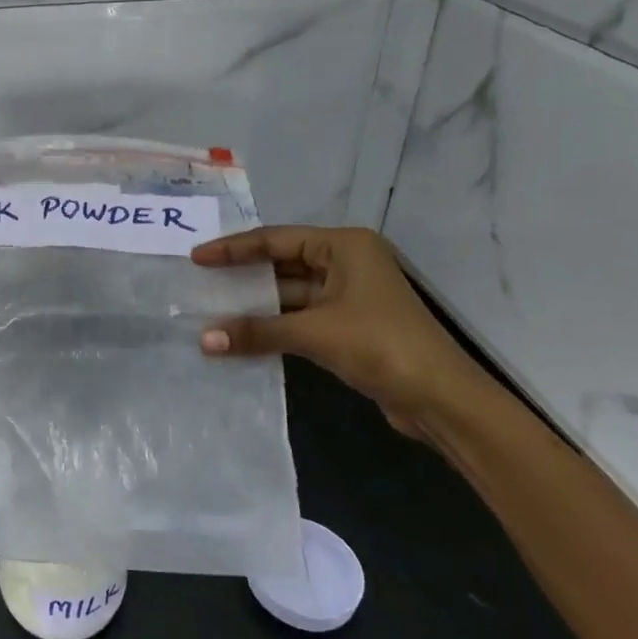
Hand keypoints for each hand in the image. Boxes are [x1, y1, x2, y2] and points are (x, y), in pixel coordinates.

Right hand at [191, 226, 486, 435]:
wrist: (441, 398)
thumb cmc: (380, 345)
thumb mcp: (314, 333)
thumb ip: (256, 331)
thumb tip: (203, 340)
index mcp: (344, 246)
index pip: (276, 239)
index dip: (233, 249)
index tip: (196, 258)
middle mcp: (346, 262)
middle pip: (282, 263)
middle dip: (242, 275)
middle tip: (199, 281)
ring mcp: (348, 295)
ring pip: (289, 293)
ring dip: (255, 305)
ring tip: (211, 309)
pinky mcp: (348, 326)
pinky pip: (298, 317)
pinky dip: (272, 325)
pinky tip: (240, 334)